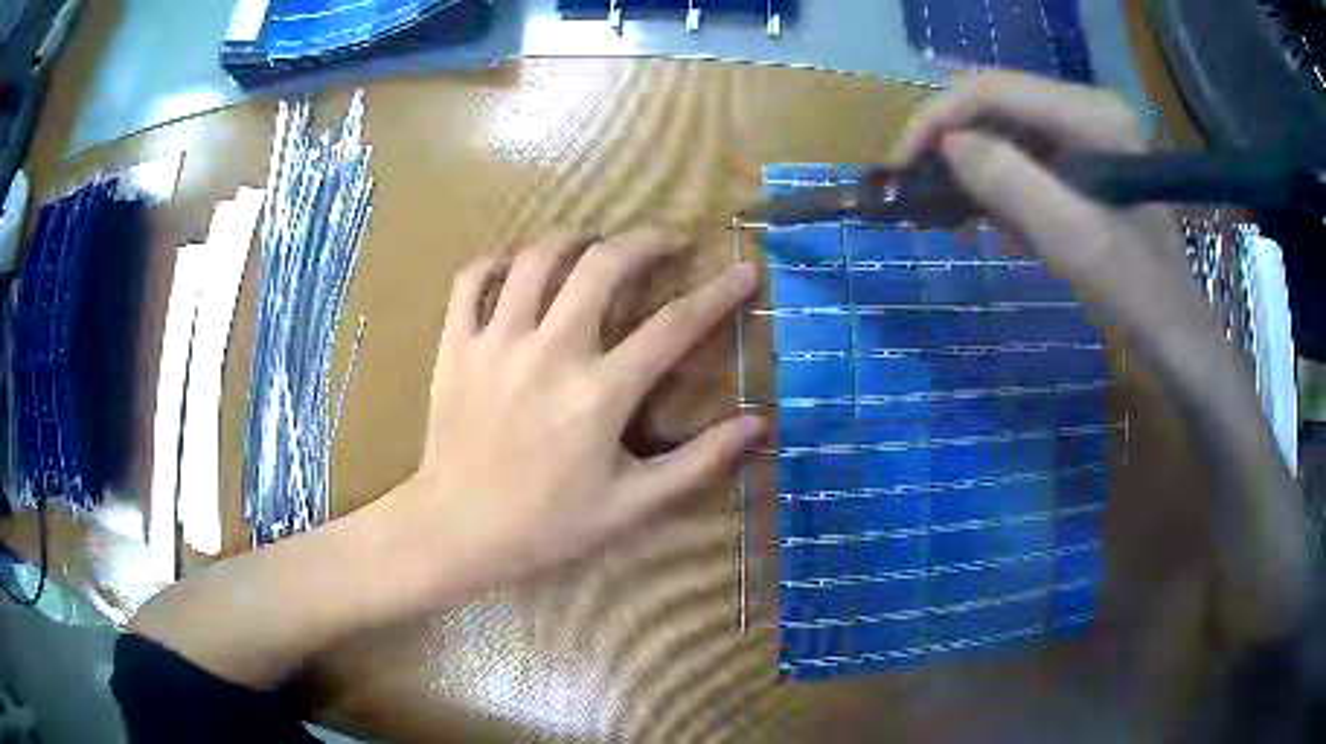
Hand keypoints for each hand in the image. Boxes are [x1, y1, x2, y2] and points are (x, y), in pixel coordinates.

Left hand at [400, 228, 762, 592]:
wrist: (457, 531)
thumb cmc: (547, 524)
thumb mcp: (632, 504)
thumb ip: (698, 462)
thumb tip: (758, 424)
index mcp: (598, 394)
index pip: (674, 326)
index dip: (719, 293)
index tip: (743, 271)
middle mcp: (548, 353)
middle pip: (602, 265)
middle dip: (645, 240)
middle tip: (667, 240)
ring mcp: (495, 343)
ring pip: (535, 258)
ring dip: (573, 239)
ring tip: (594, 243)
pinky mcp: (455, 346)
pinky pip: (472, 279)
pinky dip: (497, 261)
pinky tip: (516, 268)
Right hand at [897, 70, 1211, 361]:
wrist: (1176, 333)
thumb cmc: (1137, 294)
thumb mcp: (1075, 242)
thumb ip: (1013, 185)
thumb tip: (949, 145)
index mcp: (1092, 115)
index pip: (994, 88)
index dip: (940, 117)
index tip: (903, 164)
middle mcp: (1089, 107)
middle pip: (998, 103)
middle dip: (956, 144)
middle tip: (926, 193)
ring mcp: (1090, 131)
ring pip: (1008, 129)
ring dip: (980, 170)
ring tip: (967, 220)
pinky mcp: (1088, 156)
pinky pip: (1028, 155)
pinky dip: (1006, 187)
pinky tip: (1007, 226)